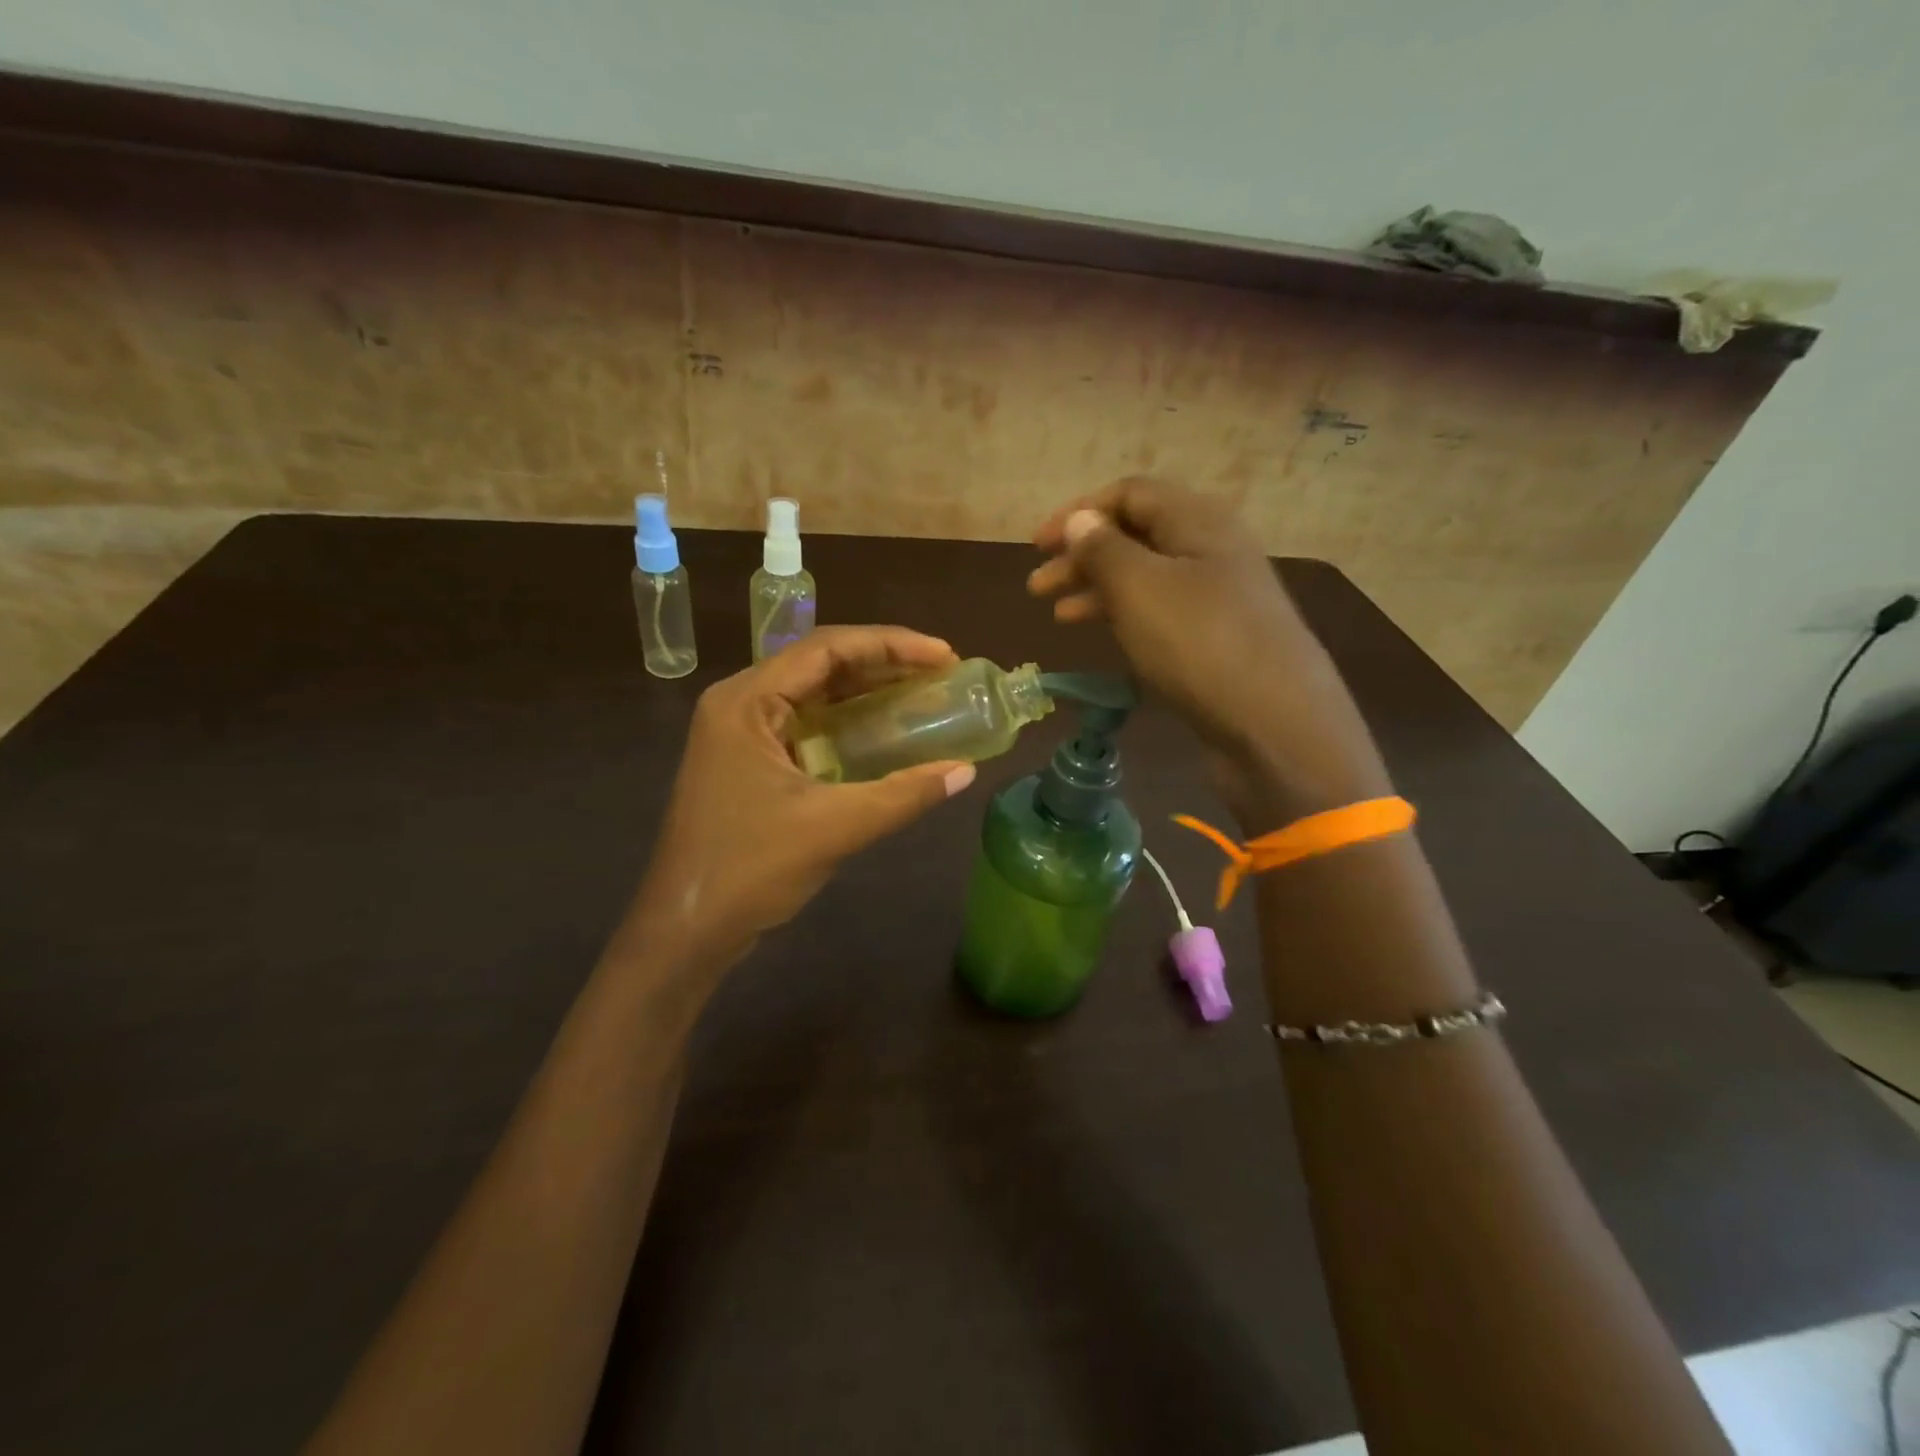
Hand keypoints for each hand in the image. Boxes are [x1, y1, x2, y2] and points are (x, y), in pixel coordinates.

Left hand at [629, 626, 976, 976]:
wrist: (686, 931)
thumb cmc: (750, 870)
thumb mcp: (835, 827)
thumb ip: (903, 794)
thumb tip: (965, 771)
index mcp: (747, 701)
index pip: (826, 648)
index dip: (891, 644)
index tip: (945, 655)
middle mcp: (740, 704)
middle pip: (820, 663)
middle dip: (883, 663)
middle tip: (942, 672)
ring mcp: (741, 734)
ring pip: (814, 693)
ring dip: (868, 690)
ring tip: (924, 693)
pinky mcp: (749, 762)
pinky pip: (807, 724)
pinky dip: (849, 722)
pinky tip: (886, 732)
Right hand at [1029, 478, 1390, 828]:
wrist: (1275, 724)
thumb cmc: (1200, 644)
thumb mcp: (1140, 588)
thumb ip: (1104, 549)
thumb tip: (1083, 520)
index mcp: (1198, 520)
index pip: (1129, 493)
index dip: (1079, 513)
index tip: (1038, 546)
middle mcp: (1212, 549)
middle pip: (1136, 535)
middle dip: (1082, 556)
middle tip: (1037, 586)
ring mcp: (1219, 596)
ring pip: (1146, 577)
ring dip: (1098, 589)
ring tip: (1058, 615)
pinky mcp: (1218, 638)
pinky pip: (1162, 612)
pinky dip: (1126, 617)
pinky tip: (1103, 636)